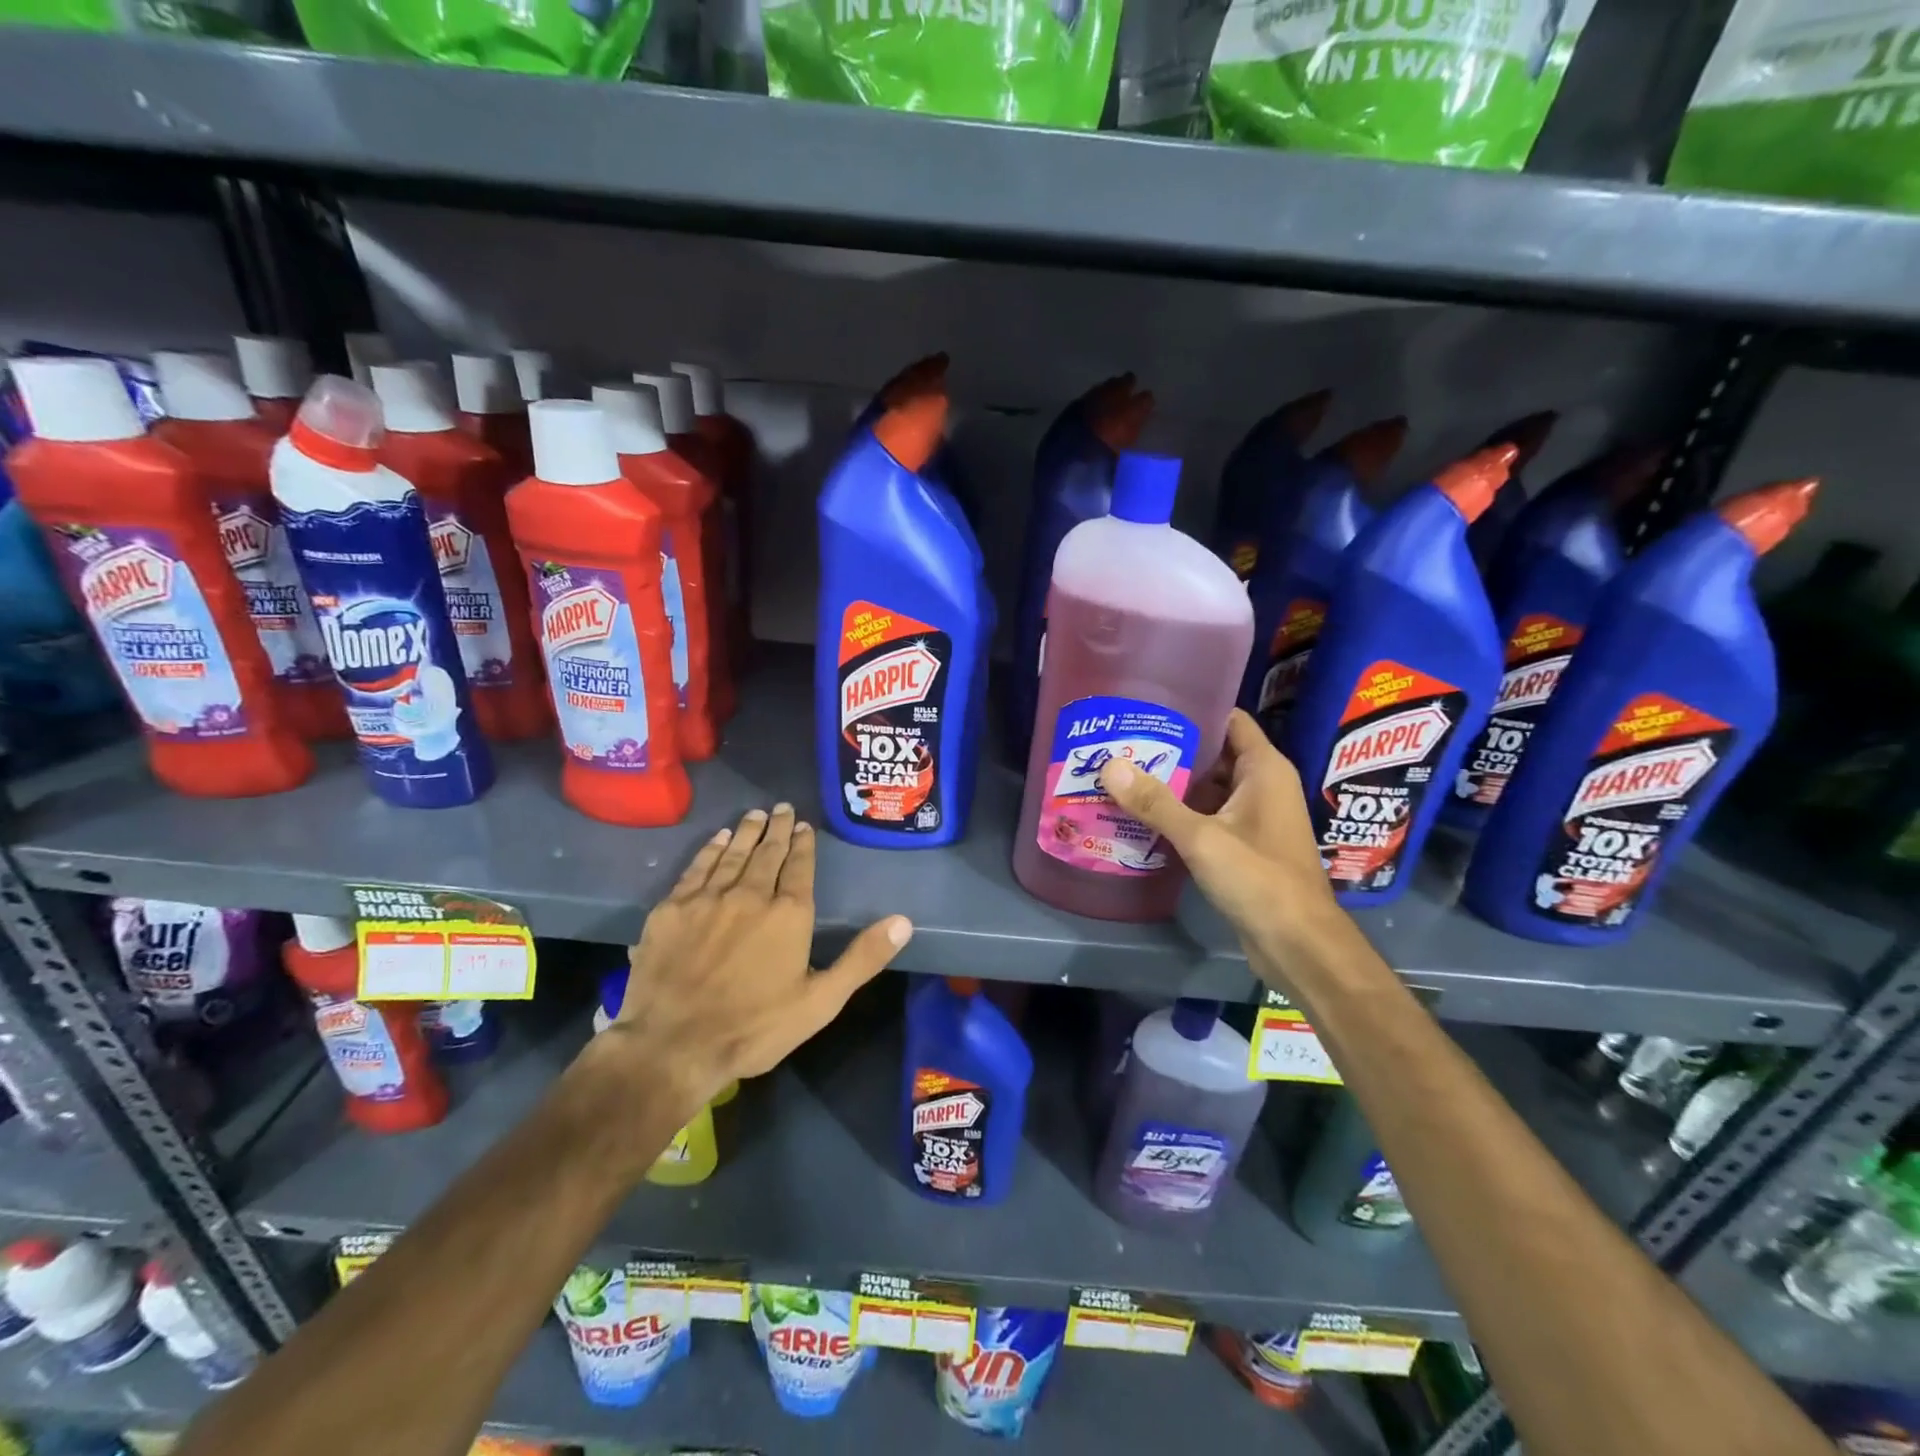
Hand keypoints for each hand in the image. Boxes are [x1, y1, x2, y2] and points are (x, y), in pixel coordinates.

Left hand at [600, 804, 912, 1112]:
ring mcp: (708, 899)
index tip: (804, 824)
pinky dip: (710, 850)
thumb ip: (862, 958)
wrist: (674, 1045)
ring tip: (756, 814)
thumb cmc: (755, 1028)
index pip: (799, 866)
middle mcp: (750, 894)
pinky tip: (717, 839)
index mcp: (789, 914)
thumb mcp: (821, 1001)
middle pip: (767, 853)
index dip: (803, 844)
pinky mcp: (672, 909)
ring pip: (733, 854)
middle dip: (777, 828)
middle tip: (782, 808)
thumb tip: (903, 922)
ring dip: (747, 832)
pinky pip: (696, 868)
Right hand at [1098, 710, 1338, 960]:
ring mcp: (1256, 817)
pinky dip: (1182, 813)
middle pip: (1214, 754)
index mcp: (1264, 769)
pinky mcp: (1246, 845)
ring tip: (1125, 775)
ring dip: (1174, 784)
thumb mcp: (1202, 838)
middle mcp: (1263, 786)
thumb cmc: (1259, 879)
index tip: (1150, 709)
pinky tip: (1144, 816)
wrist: (1298, 944)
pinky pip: (1210, 816)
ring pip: (1210, 788)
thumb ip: (1156, 802)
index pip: (1229, 720)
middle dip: (1172, 750)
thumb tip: (1109, 765)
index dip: (1193, 710)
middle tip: (1124, 743)